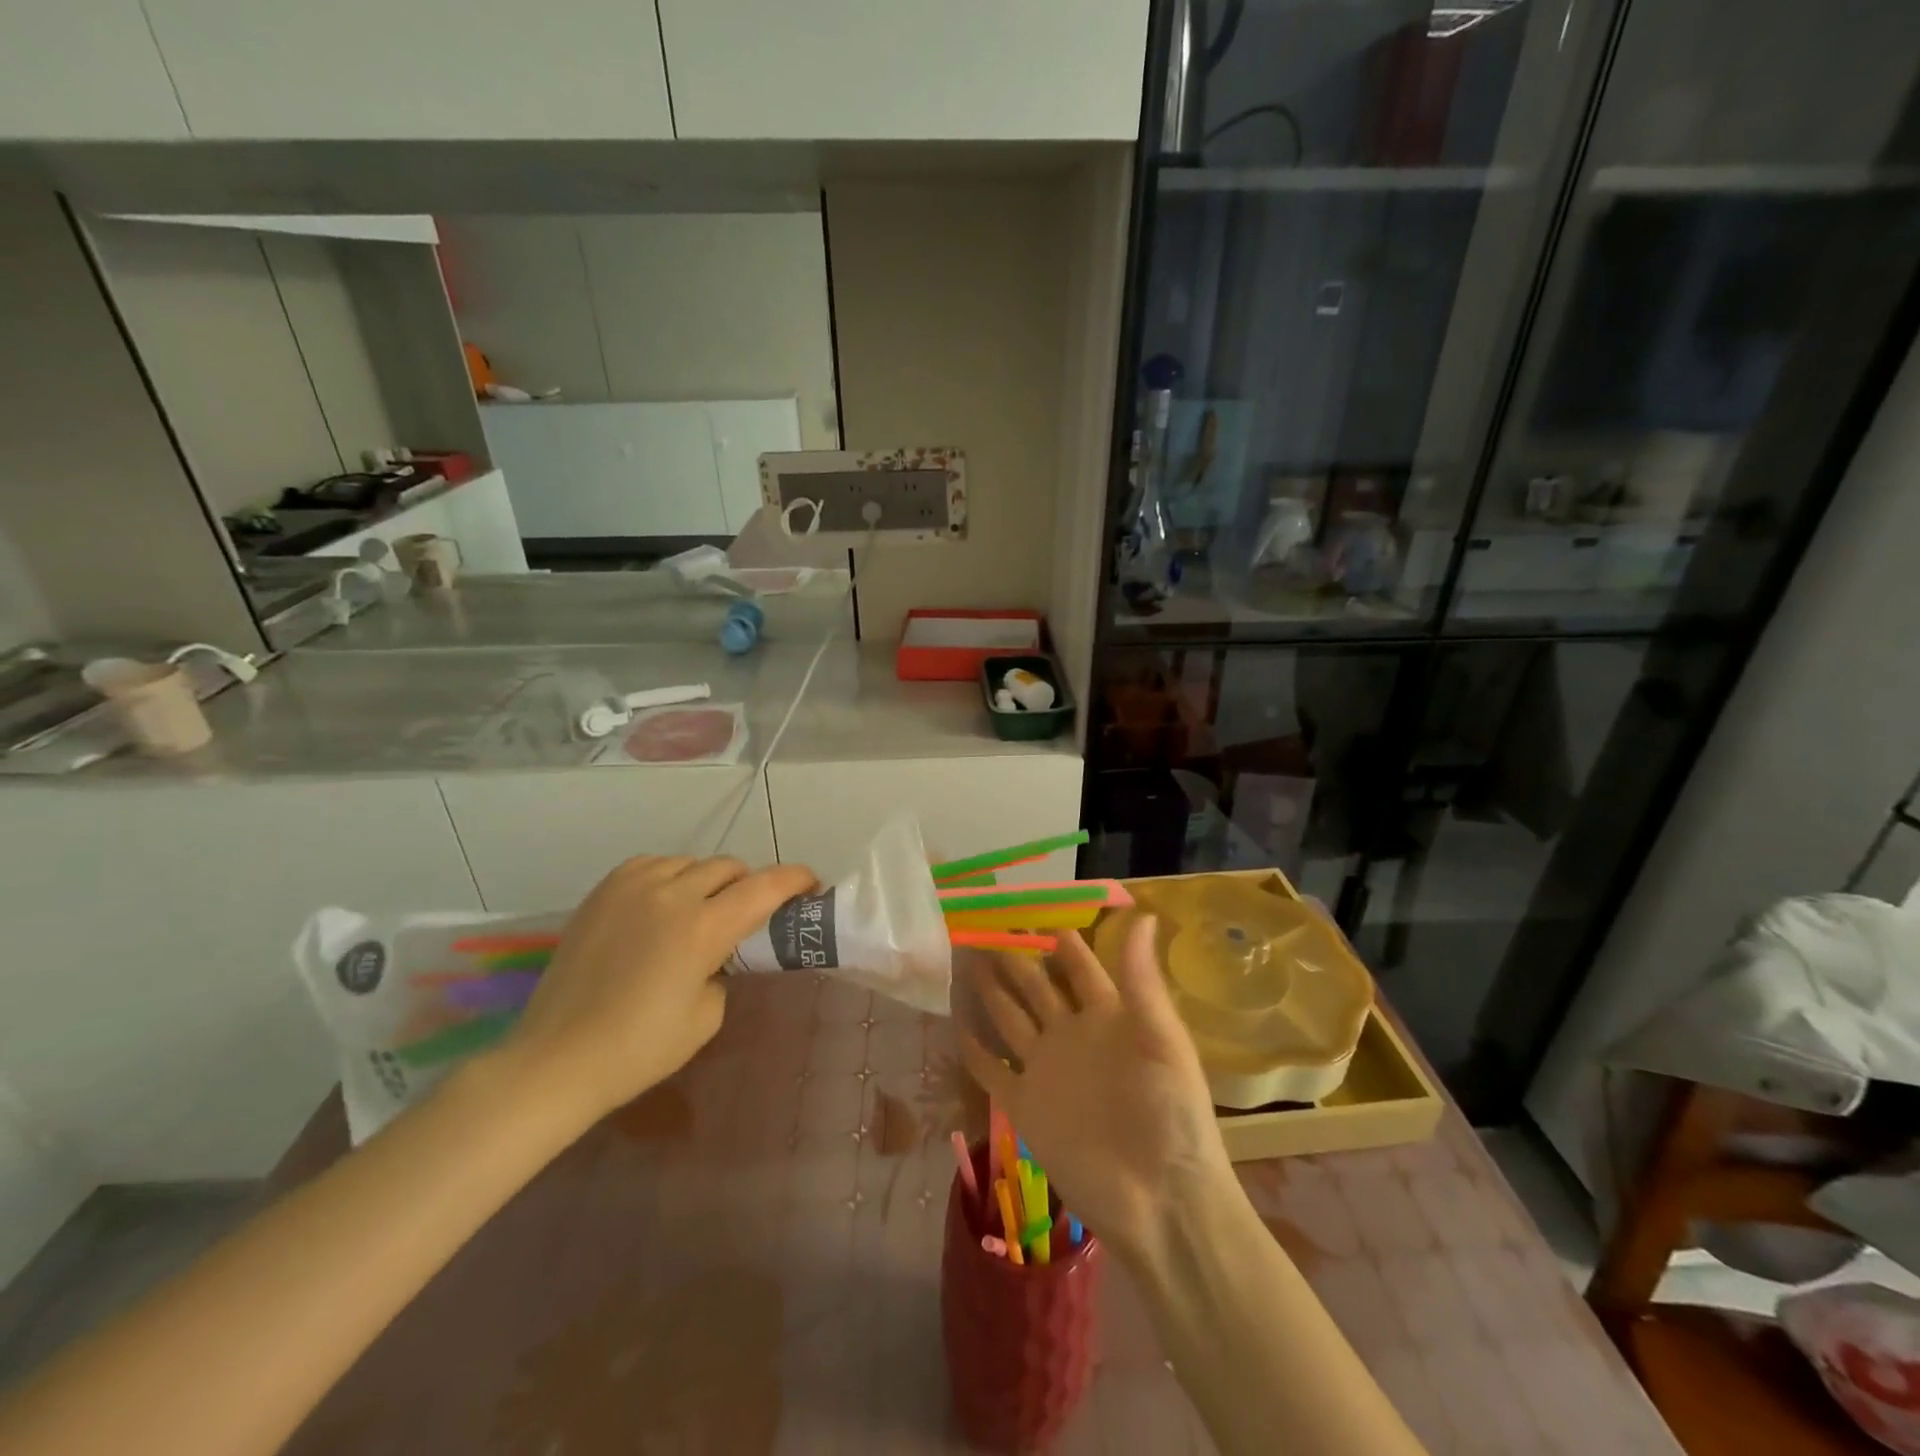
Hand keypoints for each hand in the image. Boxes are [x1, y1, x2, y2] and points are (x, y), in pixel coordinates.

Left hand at [502, 854, 817, 1125]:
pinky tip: (664, 903)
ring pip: (690, 862)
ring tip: (704, 907)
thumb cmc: (639, 1049)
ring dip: (709, 880)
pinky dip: (670, 876)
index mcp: (702, 928)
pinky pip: (652, 865)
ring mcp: (631, 888)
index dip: (795, 880)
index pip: (764, 887)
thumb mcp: (706, 1016)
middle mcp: (671, 895)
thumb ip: (724, 970)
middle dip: (750, 883)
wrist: (555, 1061)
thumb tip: (717, 954)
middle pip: (729, 868)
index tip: (812, 884)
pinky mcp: (603, 892)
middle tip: (752, 911)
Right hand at [960, 917, 1232, 1264]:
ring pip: (1009, 1019)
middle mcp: (1071, 1034)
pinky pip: (992, 1071)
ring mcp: (1045, 1069)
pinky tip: (954, 1026)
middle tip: (978, 924)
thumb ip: (1143, 981)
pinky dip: (974, 1050)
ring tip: (962, 959)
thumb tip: (1144, 915)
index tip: (1025, 905)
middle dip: (1010, 955)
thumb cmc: (1171, 1115)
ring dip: (989, 992)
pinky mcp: (1024, 1105)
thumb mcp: (1163, 1042)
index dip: (1055, 935)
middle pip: (1034, 985)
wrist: (1160, 1202)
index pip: (1076, 964)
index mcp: (1108, 1015)